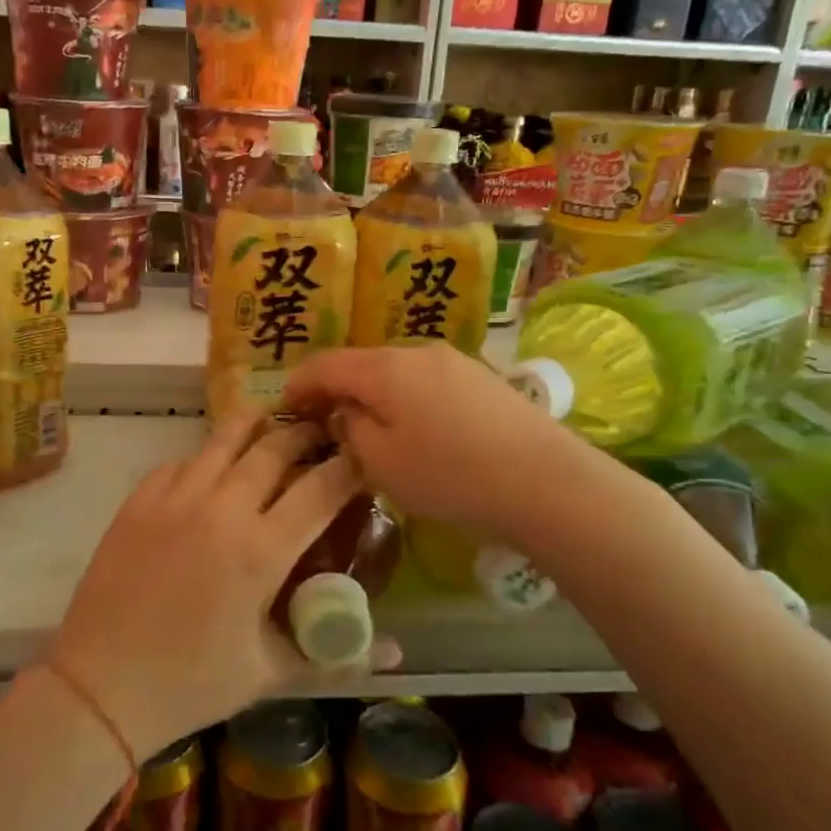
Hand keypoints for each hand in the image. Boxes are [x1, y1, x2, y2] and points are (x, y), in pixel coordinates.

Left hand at [45, 415, 375, 759]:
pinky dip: (205, 456)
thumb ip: (335, 653)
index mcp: (260, 550)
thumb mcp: (270, 671)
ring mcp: (175, 498)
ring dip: (254, 426)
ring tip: (270, 424)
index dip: (349, 466)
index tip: (362, 456)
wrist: (101, 685)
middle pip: (274, 448)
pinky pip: (181, 460)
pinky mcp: (139, 500)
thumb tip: (396, 652)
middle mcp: (221, 509)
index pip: (320, 488)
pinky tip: (211, 468)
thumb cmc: (193, 683)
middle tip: (319, 432)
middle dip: (304, 433)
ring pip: (224, 437)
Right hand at [283, 344, 588, 542]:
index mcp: (383, 368)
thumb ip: (350, 429)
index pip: (324, 364)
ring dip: (372, 394)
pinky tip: (415, 428)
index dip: (298, 384)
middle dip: (336, 389)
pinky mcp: (480, 377)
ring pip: (394, 371)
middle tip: (323, 422)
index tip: (285, 408)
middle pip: (361, 363)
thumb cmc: (450, 474)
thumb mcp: (381, 462)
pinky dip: (405, 398)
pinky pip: (425, 381)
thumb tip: (345, 412)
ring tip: (368, 427)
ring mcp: (453, 360)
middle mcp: (416, 351)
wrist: (545, 480)